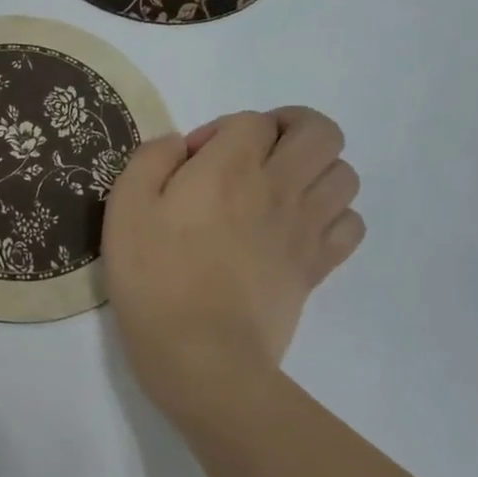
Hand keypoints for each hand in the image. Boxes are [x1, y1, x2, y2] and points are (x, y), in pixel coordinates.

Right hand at [103, 108, 364, 431]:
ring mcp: (306, 227)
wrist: (200, 355)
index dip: (221, 131)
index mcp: (230, 167)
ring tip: (279, 189)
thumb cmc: (154, 277)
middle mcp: (278, 187)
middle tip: (255, 153)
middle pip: (320, 131)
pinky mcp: (318, 266)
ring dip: (315, 170)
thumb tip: (180, 145)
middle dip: (289, 129)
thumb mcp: (125, 207)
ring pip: (345, 173)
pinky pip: (352, 223)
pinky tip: (298, 227)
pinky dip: (333, 216)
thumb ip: (151, 159)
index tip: (192, 164)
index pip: (252, 121)